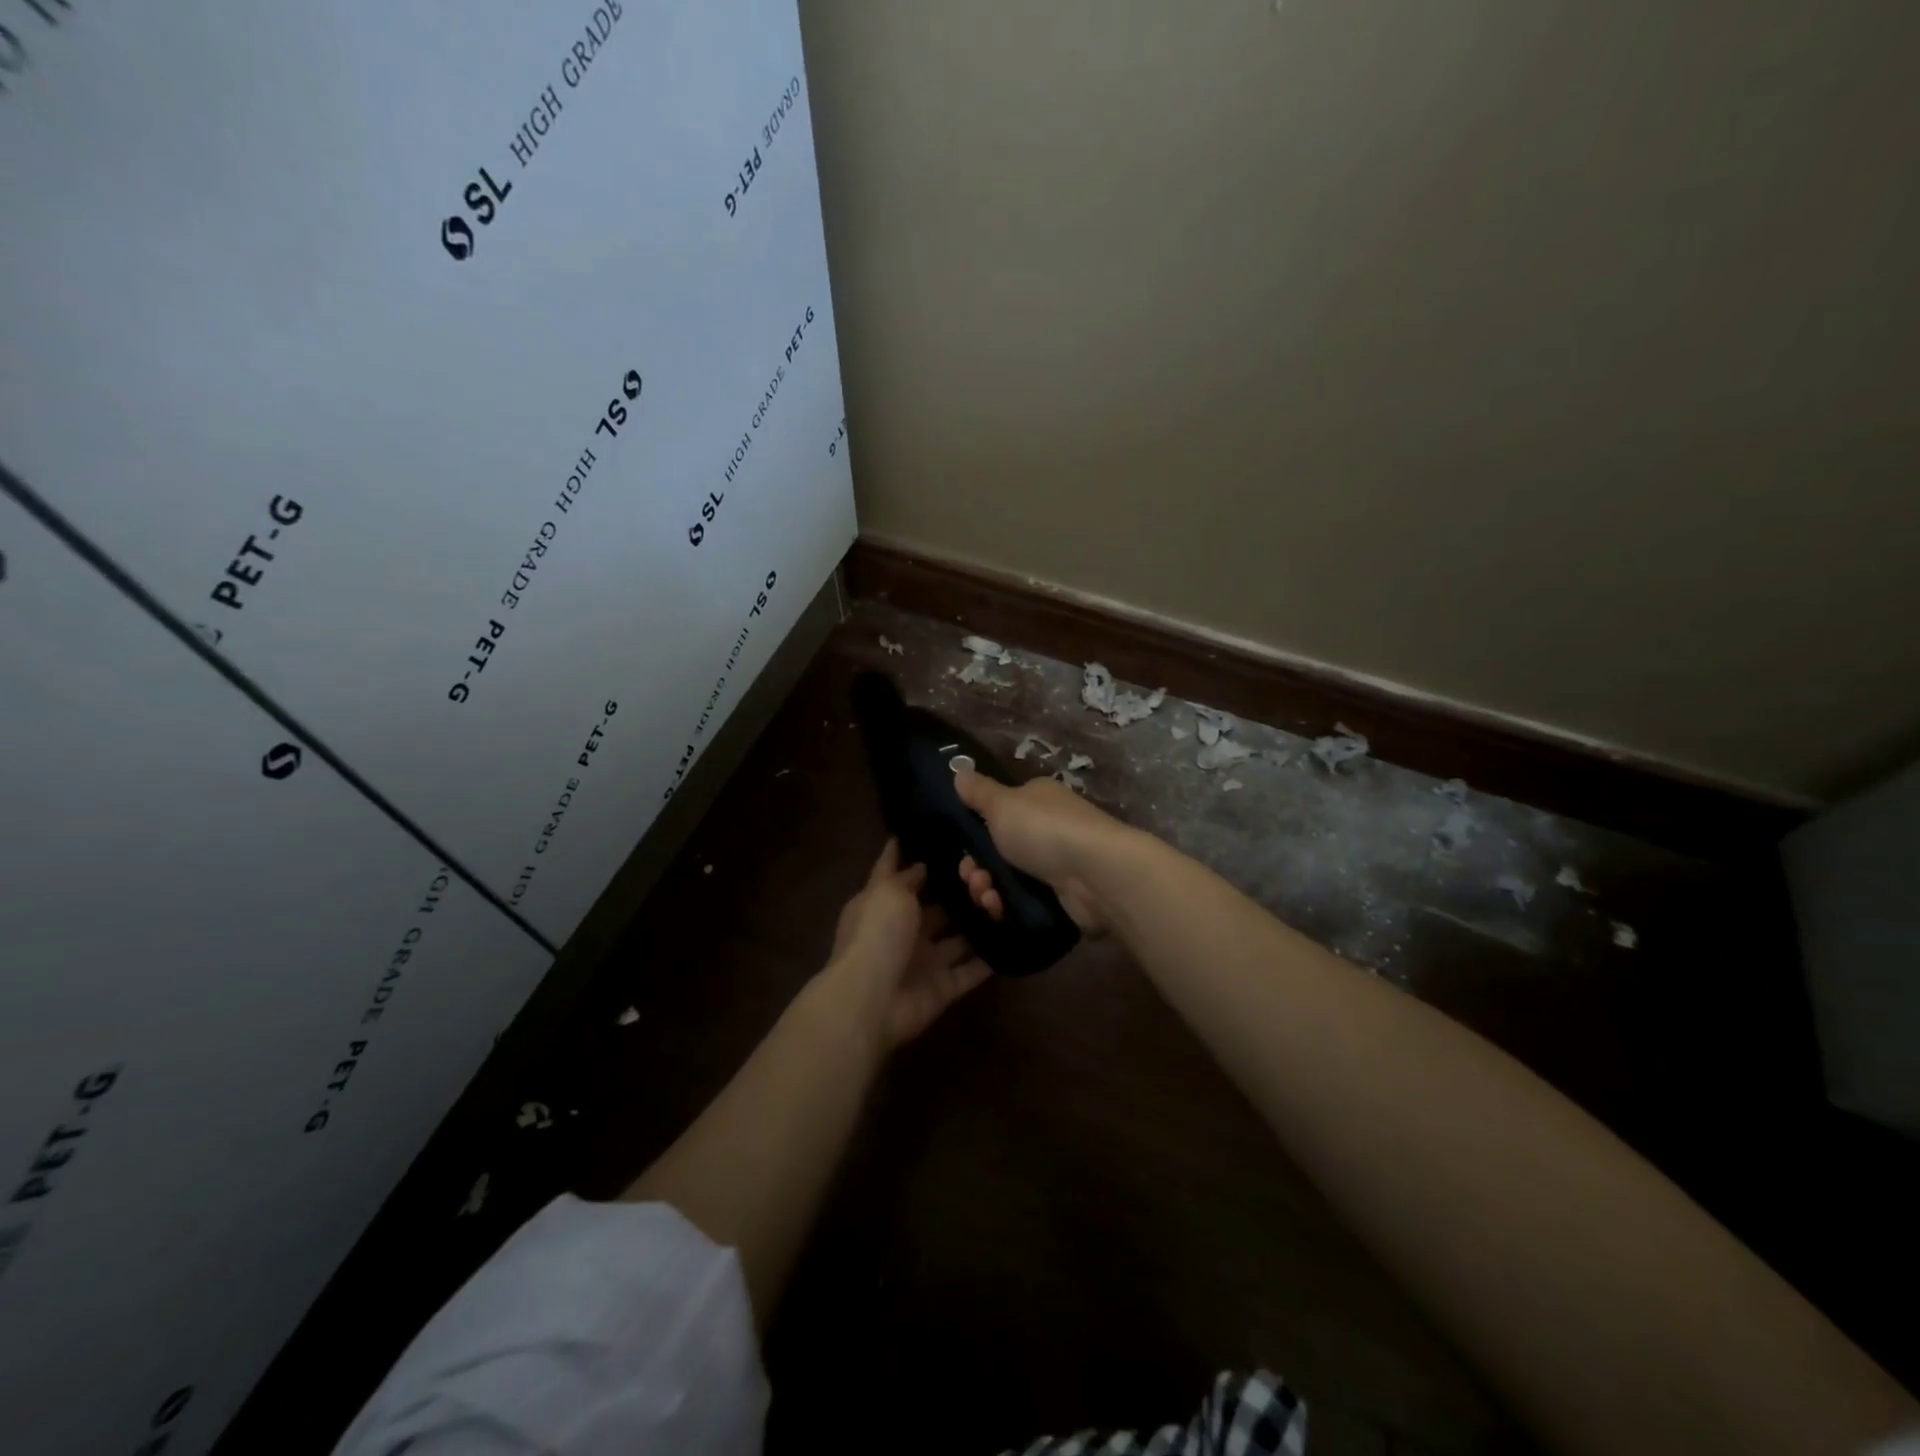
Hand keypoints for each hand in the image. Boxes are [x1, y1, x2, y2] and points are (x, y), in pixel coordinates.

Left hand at [829, 839, 991, 1047]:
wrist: (872, 1001)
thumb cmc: (877, 935)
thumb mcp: (888, 892)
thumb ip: (907, 877)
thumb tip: (921, 865)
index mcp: (882, 905)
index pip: (896, 873)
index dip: (910, 854)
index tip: (937, 834)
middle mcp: (903, 931)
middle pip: (936, 908)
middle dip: (960, 891)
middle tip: (992, 871)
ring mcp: (924, 962)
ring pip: (959, 939)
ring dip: (980, 924)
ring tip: (1009, 900)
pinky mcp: (943, 988)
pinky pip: (971, 971)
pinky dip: (990, 960)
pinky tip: (1015, 939)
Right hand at [951, 769, 1121, 933]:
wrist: (1095, 874)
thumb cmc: (1044, 830)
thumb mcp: (1002, 804)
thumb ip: (979, 792)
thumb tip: (959, 771)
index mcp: (1036, 800)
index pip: (998, 812)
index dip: (974, 831)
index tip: (961, 848)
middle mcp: (1048, 827)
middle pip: (998, 850)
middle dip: (977, 867)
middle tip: (972, 878)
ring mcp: (1057, 863)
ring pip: (1008, 878)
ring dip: (987, 889)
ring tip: (987, 897)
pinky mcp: (1062, 896)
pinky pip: (1024, 901)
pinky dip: (1007, 907)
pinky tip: (1000, 910)